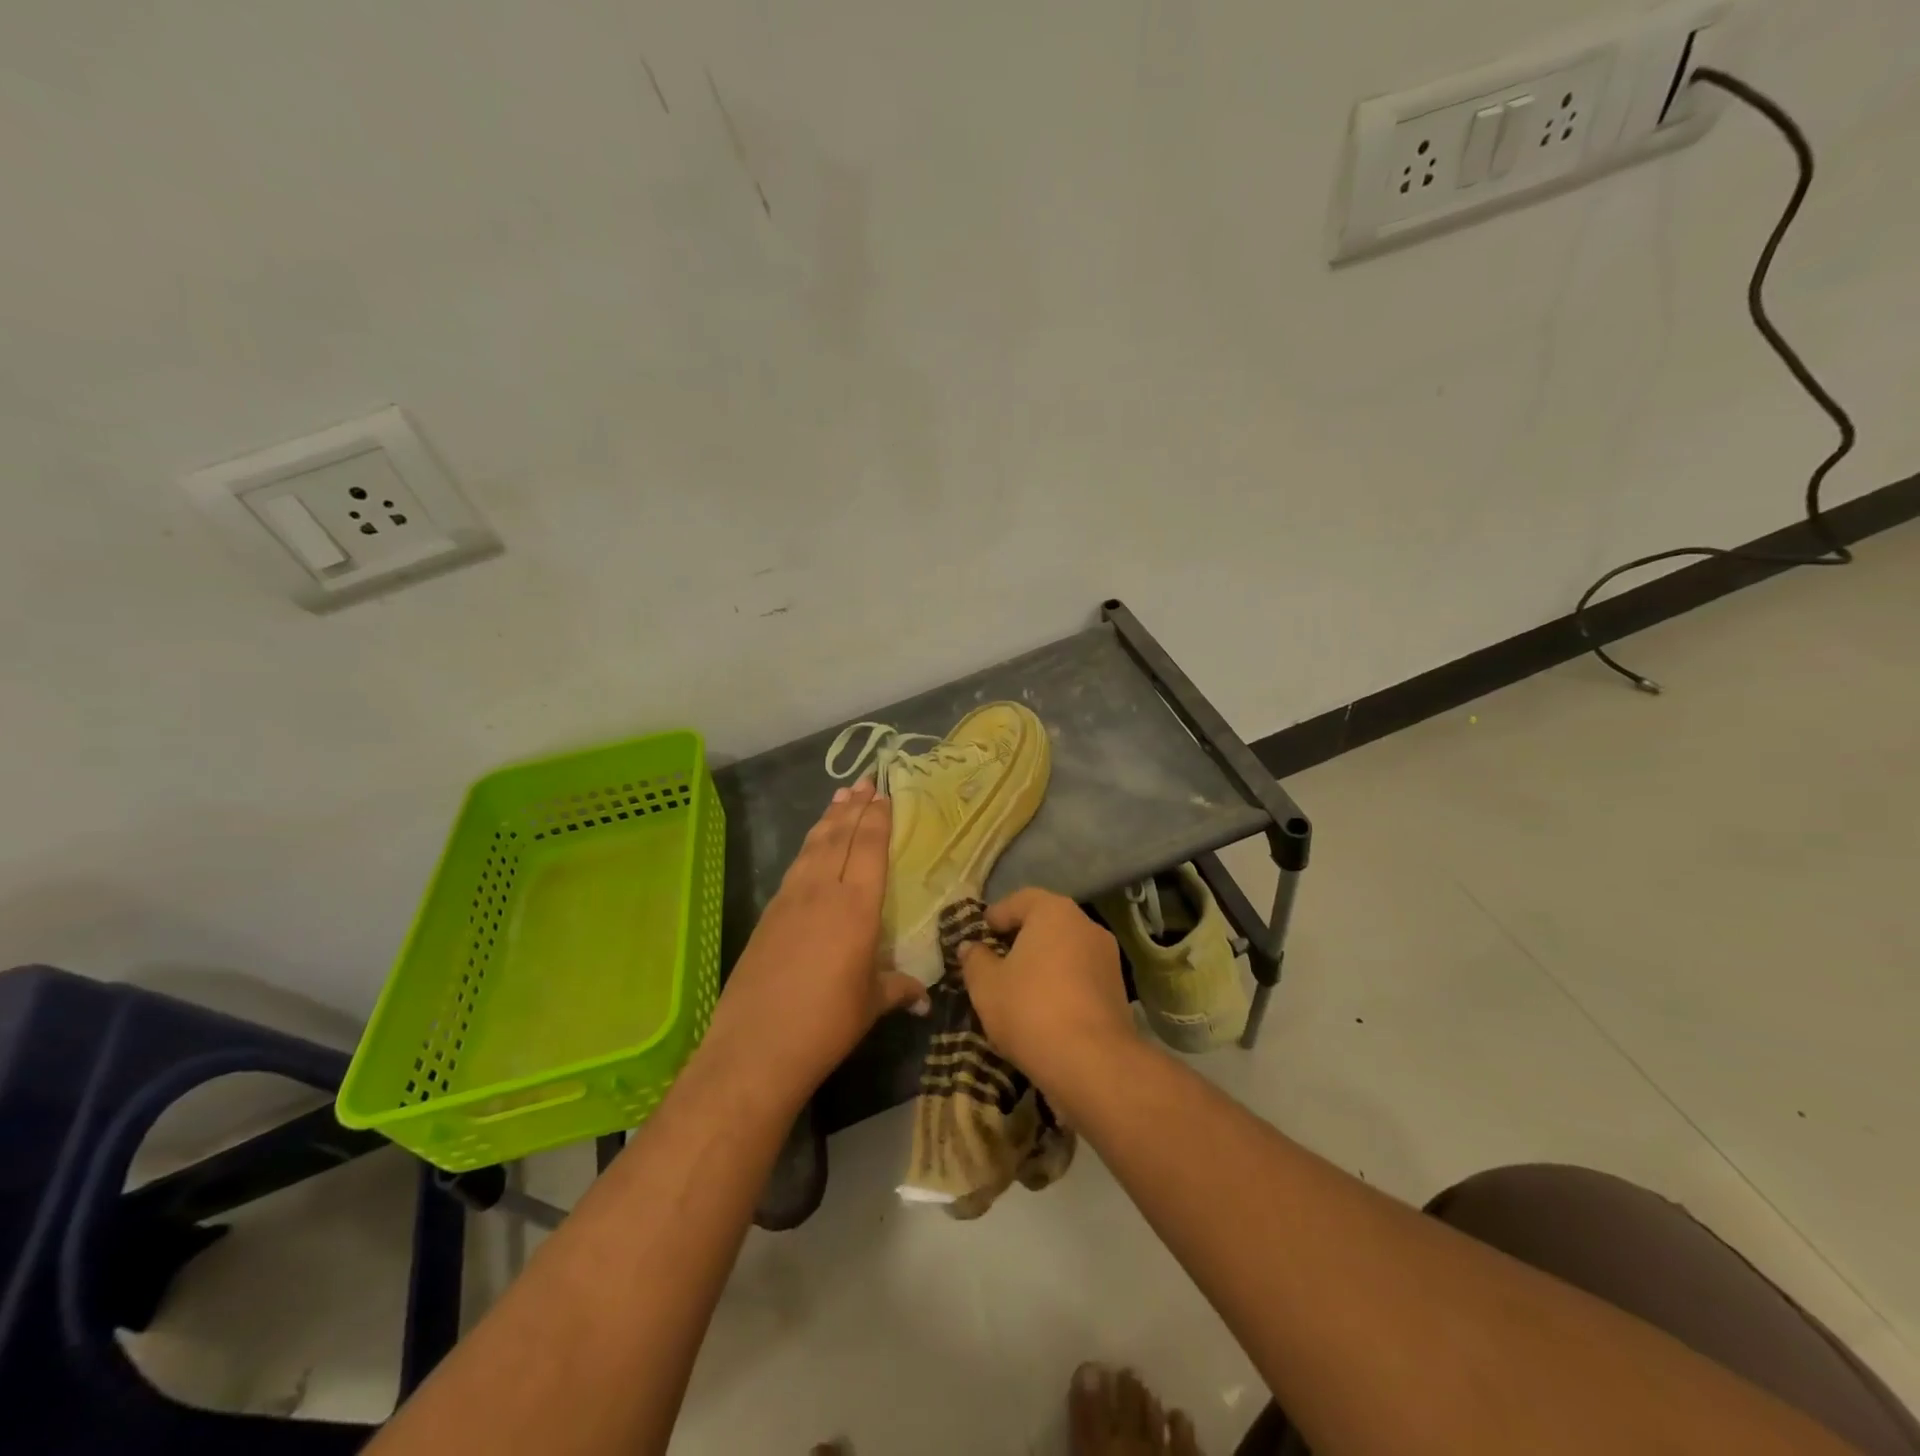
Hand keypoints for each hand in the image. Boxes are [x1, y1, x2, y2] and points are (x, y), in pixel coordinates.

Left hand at [702, 778, 928, 1104]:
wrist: (756, 1046)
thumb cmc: (826, 1023)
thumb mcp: (871, 1004)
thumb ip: (898, 989)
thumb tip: (923, 997)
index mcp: (857, 906)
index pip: (869, 849)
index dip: (877, 819)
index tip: (883, 795)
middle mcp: (823, 891)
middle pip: (840, 837)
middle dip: (854, 807)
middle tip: (864, 781)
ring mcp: (790, 899)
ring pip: (813, 846)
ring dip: (828, 819)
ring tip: (840, 797)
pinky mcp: (768, 914)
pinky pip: (795, 867)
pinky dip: (808, 847)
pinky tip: (811, 847)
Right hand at [956, 889, 1133, 1086]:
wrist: (1092, 1063)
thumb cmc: (1030, 1009)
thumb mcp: (986, 985)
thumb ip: (975, 960)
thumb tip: (970, 947)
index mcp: (1054, 911)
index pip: (1019, 900)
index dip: (996, 916)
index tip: (979, 937)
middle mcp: (1086, 924)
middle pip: (1046, 923)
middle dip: (1019, 939)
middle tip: (994, 962)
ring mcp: (1107, 956)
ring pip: (1065, 950)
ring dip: (1042, 963)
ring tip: (1017, 989)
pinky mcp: (1118, 988)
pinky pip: (1080, 974)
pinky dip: (1061, 983)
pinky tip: (1044, 1009)